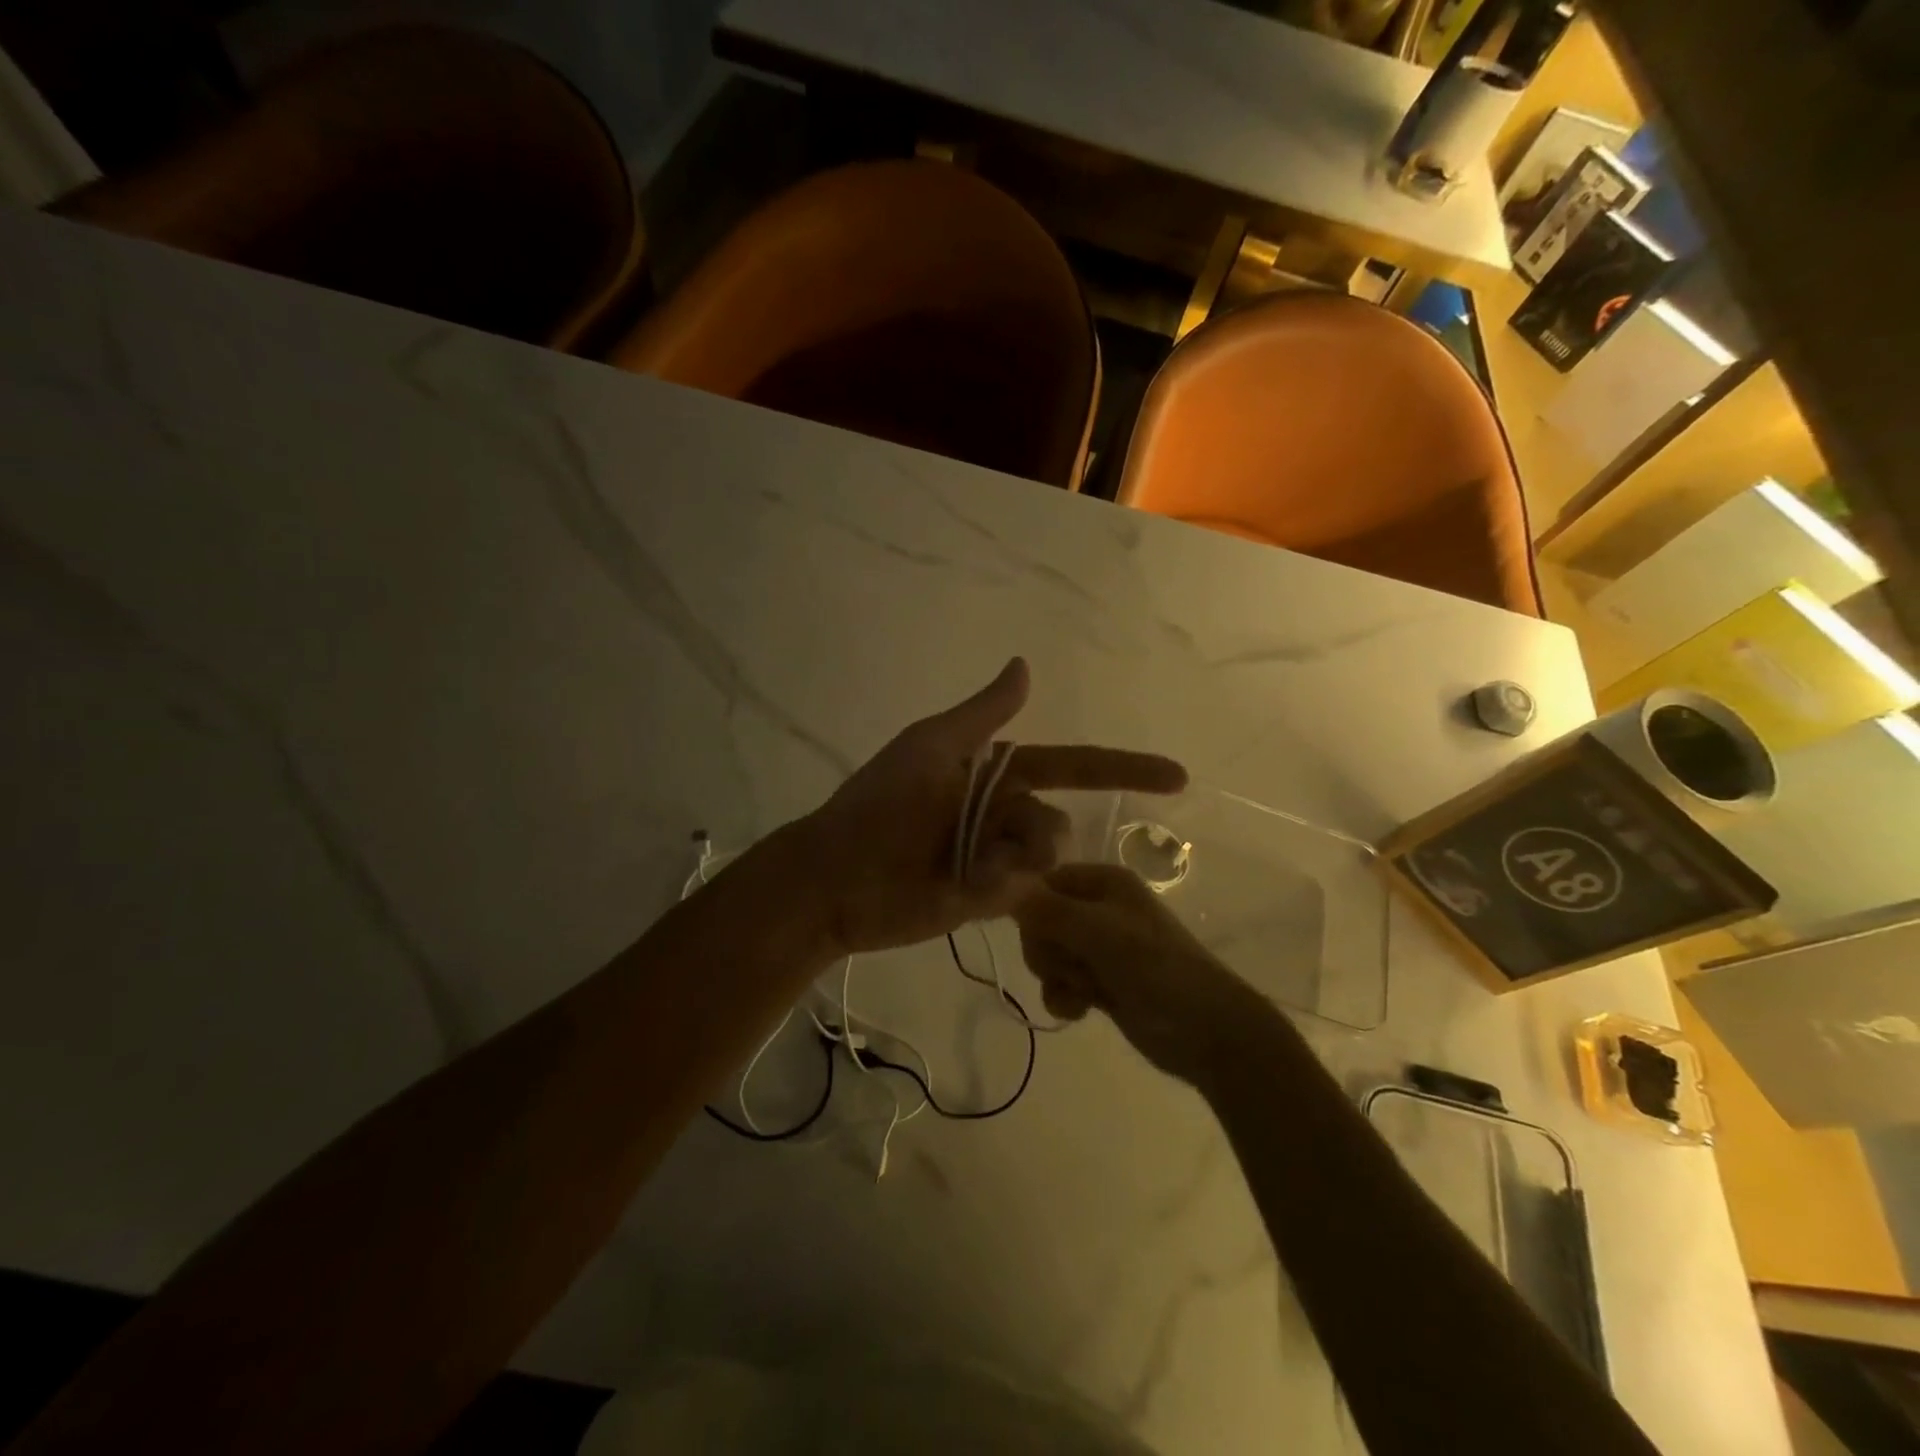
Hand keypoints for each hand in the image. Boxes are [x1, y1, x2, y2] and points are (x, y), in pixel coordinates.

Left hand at [794, 658, 1186, 955]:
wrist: (838, 878)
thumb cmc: (880, 804)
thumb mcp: (932, 747)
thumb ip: (983, 714)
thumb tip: (1025, 665)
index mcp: (995, 774)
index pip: (1072, 766)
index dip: (1123, 769)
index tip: (1178, 776)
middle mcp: (1003, 814)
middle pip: (1058, 822)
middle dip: (1035, 836)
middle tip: (979, 848)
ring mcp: (998, 859)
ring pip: (1048, 859)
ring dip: (1015, 861)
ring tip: (965, 869)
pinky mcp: (989, 900)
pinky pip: (1025, 893)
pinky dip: (1000, 886)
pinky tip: (961, 887)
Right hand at [1013, 863, 1267, 1083]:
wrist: (1205, 1031)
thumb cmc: (1156, 968)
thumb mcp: (1099, 932)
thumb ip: (1047, 910)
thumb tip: (1001, 885)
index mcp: (1103, 882)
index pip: (1043, 882)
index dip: (1032, 908)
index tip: (1038, 932)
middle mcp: (1097, 908)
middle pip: (1039, 921)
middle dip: (1048, 949)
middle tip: (1075, 963)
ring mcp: (1098, 947)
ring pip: (1047, 954)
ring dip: (1058, 976)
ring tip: (1087, 989)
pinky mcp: (1099, 982)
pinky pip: (1060, 983)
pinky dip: (1066, 997)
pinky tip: (1083, 1010)